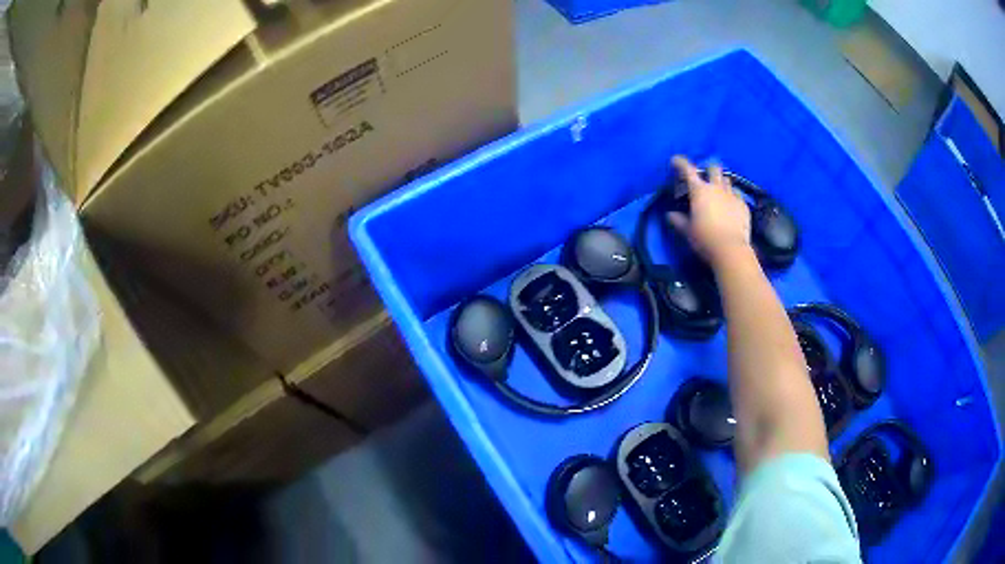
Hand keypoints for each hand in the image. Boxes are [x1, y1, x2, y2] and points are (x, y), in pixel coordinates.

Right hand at [666, 156, 751, 266]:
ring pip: (727, 180)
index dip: (680, 163)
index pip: (688, 169)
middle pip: (714, 168)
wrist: (731, 250)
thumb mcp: (687, 231)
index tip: (675, 161)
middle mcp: (716, 188)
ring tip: (719, 192)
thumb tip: (670, 215)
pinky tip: (731, 206)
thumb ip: (678, 220)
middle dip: (709, 169)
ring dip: (722, 183)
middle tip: (705, 178)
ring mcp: (732, 195)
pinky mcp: (743, 205)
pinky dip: (732, 197)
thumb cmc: (705, 239)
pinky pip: (737, 194)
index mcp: (699, 191)